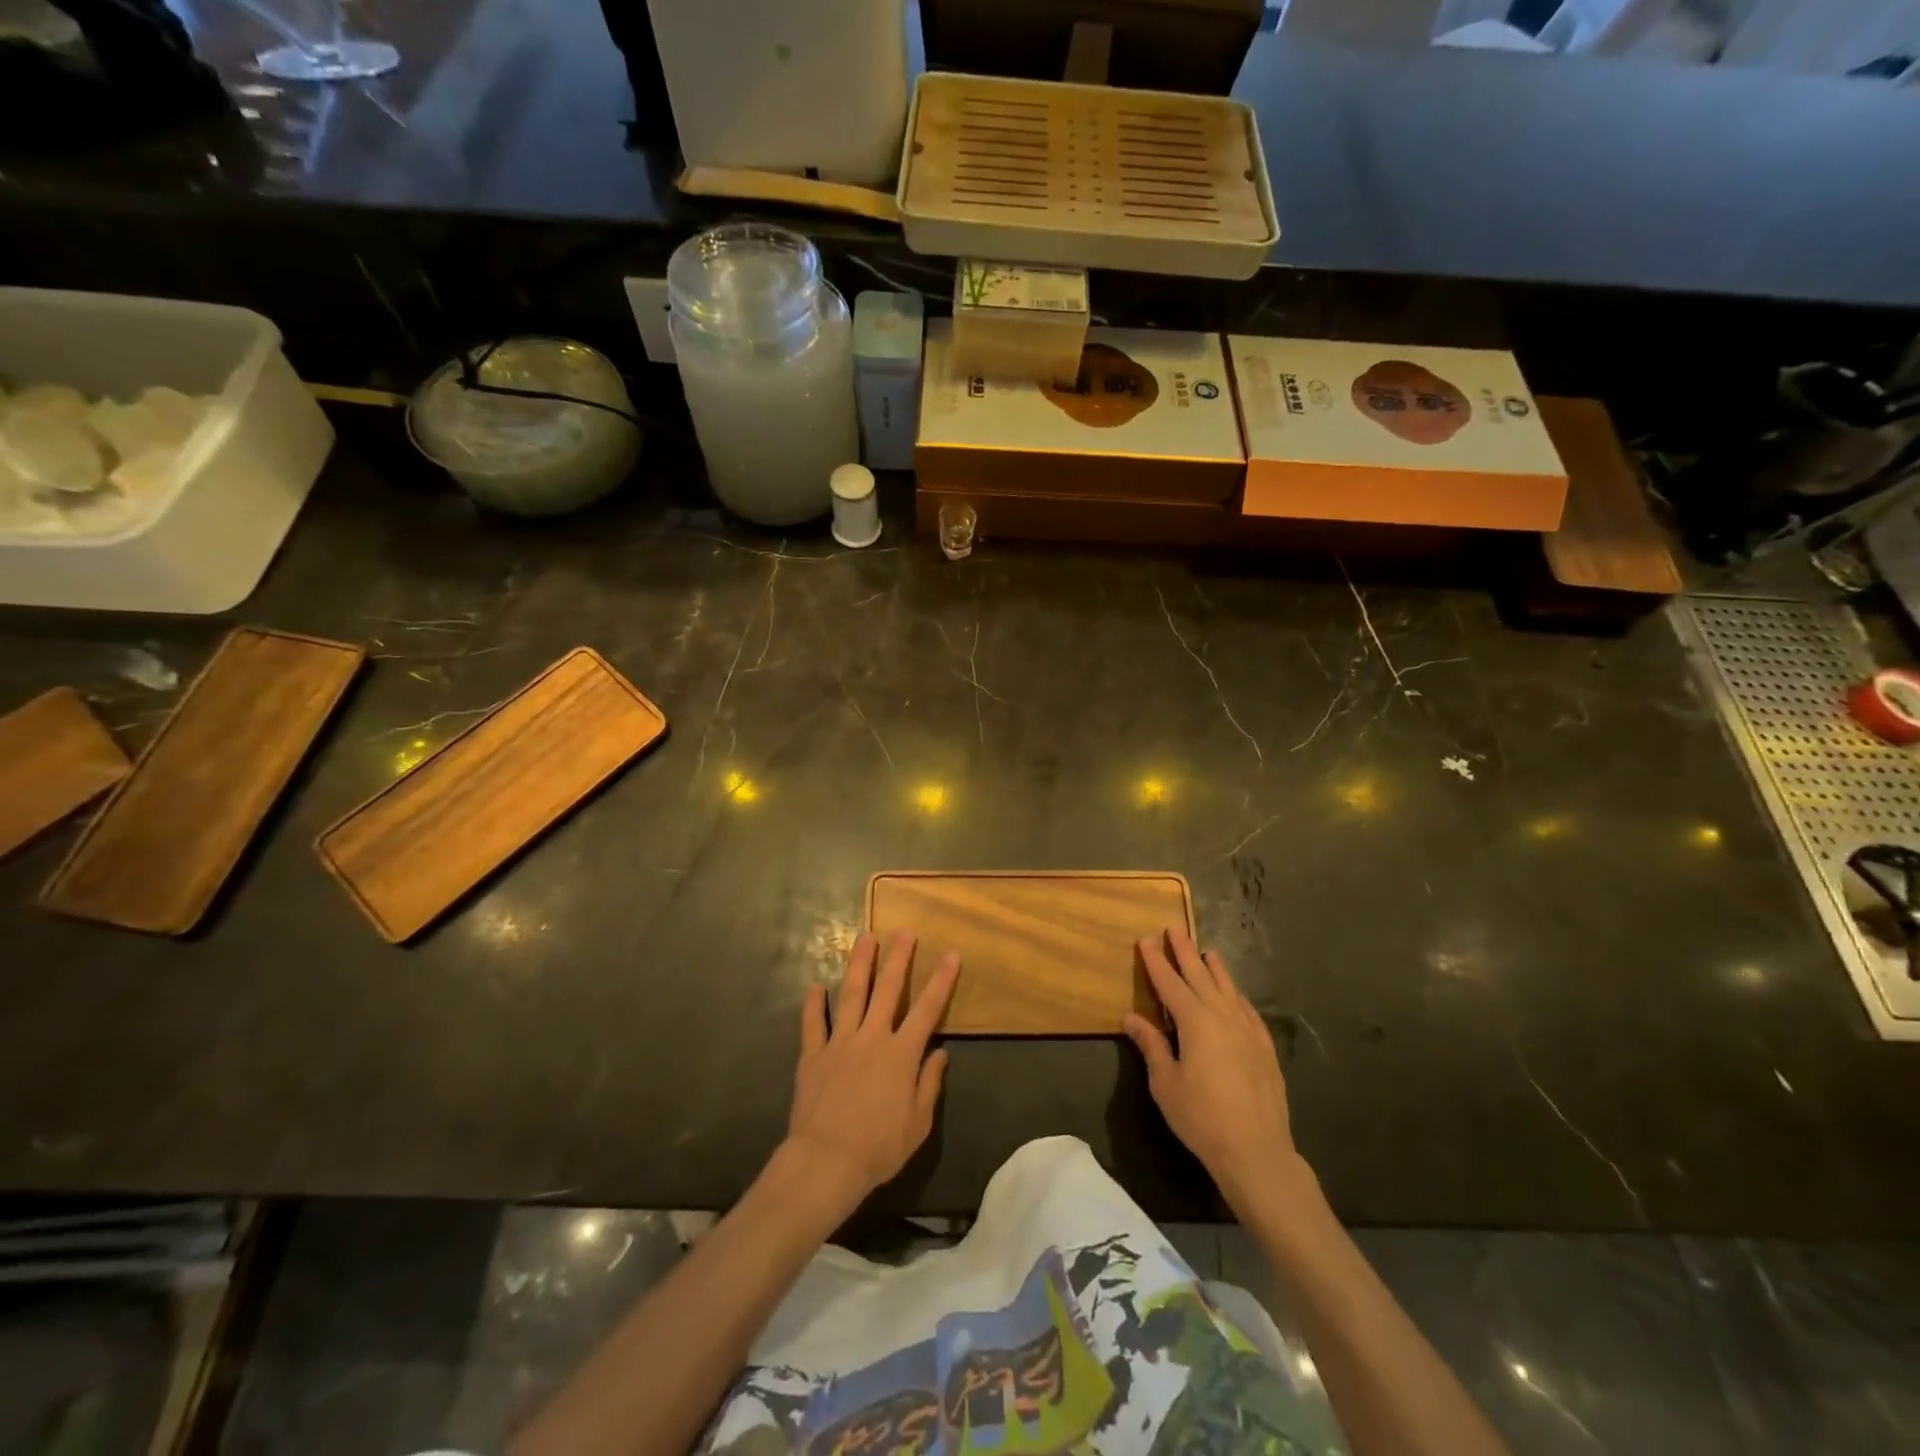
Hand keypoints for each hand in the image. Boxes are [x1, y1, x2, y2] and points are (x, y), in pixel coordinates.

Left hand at [785, 932, 958, 1212]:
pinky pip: (813, 1024)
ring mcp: (839, 1043)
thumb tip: (940, 1053)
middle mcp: (872, 1038)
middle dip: (898, 958)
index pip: (928, 1009)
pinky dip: (813, 1004)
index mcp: (901, 1054)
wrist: (826, 1161)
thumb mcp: (918, 1123)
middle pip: (888, 990)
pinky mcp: (813, 1056)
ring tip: (865, 938)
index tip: (951, 954)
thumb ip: (929, 1084)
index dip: (941, 980)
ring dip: (859, 964)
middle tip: (904, 931)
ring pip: (850, 994)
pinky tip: (815, 986)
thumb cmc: (879, 1147)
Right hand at [1123, 928, 1302, 1212]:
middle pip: (1200, 975)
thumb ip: (1151, 1045)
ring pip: (1228, 987)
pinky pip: (1247, 1008)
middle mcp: (1222, 1015)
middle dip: (1184, 951)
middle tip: (1174, 928)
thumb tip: (1131, 1017)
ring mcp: (1247, 1029)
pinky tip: (1234, 993)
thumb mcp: (1165, 1083)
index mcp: (1195, 1021)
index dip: (1156, 960)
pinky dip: (1236, 994)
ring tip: (1206, 951)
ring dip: (1214, 968)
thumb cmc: (1202, 1117)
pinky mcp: (1264, 1046)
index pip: (1170, 982)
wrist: (1256, 1150)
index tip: (1145, 939)